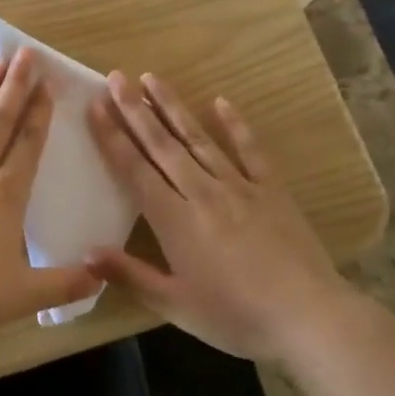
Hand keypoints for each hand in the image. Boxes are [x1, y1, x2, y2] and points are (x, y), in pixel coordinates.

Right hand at [86, 72, 346, 361]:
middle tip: (115, 78)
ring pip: (198, 138)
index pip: (134, 169)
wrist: (309, 317)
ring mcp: (239, 185)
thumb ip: (130, 276)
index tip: (95, 106)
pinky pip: (250, 150)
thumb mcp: (175, 306)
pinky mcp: (271, 188)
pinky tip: (221, 101)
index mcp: (174, 219)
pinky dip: (235, 125)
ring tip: (152, 78)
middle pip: (162, 145)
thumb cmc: (235, 316)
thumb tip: (85, 254)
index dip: (112, 137)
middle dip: (135, 110)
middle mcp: (201, 191)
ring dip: (173, 107)